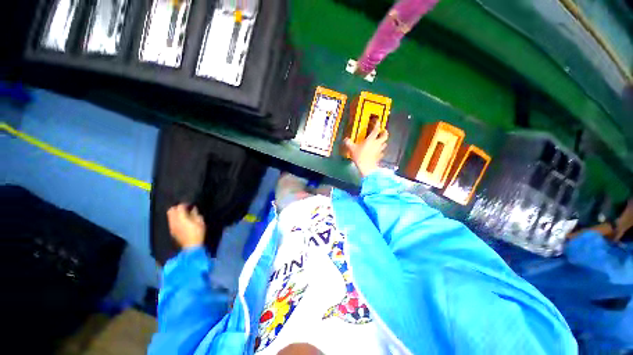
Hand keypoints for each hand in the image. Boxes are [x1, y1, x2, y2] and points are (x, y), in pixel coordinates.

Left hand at [167, 204, 205, 248]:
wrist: (191, 246)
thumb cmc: (198, 233)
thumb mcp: (200, 222)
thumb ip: (195, 214)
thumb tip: (193, 208)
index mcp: (181, 217)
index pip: (180, 207)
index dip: (185, 204)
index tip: (190, 205)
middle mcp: (174, 221)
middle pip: (171, 210)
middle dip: (176, 207)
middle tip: (184, 208)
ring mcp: (172, 226)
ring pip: (169, 216)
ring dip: (175, 213)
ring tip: (182, 214)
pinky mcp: (172, 230)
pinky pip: (170, 221)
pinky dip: (174, 219)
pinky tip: (180, 221)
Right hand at [344, 122, 388, 176]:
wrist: (367, 167)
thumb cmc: (360, 156)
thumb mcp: (352, 149)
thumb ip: (348, 143)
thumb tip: (346, 140)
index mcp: (371, 139)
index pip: (376, 129)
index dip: (377, 124)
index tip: (377, 121)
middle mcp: (377, 143)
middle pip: (384, 136)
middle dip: (384, 132)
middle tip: (383, 131)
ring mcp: (379, 150)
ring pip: (384, 143)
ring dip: (383, 141)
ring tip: (380, 141)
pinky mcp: (380, 156)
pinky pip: (382, 152)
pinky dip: (381, 150)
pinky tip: (378, 151)